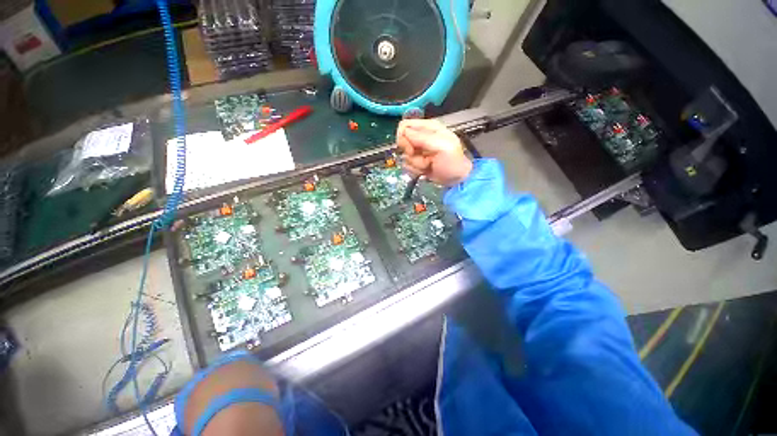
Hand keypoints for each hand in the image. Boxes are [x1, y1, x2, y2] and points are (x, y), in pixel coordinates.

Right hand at [396, 119, 472, 185]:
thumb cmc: (452, 162)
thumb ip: (423, 137)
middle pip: (402, 141)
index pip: (405, 126)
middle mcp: (421, 137)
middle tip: (422, 159)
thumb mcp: (441, 146)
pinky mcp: (417, 161)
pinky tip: (425, 170)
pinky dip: (415, 169)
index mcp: (428, 127)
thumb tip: (404, 133)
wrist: (455, 180)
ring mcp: (418, 150)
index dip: (404, 138)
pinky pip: (407, 164)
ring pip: (404, 155)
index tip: (411, 150)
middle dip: (410, 153)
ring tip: (428, 165)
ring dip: (415, 163)